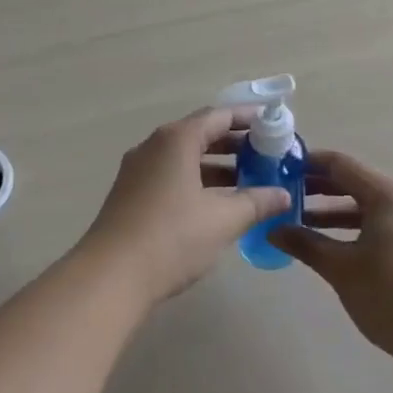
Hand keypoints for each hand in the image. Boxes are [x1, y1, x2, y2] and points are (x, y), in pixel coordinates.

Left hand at [77, 108, 292, 304]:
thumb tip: (282, 195)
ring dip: (216, 166)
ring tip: (249, 181)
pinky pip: (170, 176)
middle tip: (266, 155)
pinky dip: (196, 181)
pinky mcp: (131, 195)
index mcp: (176, 141)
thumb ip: (256, 202)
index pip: (218, 116)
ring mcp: (137, 171)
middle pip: (199, 134)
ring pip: (184, 158)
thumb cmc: (172, 238)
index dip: (248, 118)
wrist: (111, 276)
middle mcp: (153, 147)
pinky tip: (216, 204)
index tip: (273, 124)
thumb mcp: (223, 220)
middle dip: (234, 144)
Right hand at [270, 150, 392, 366]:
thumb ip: (305, 244)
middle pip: (354, 182)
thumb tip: (272, 231)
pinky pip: (381, 224)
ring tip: (299, 222)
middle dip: (317, 187)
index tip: (277, 169)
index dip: (307, 164)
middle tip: (283, 195)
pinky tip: (332, 247)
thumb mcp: (341, 269)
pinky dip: (354, 228)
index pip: (339, 164)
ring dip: (333, 211)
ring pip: (368, 206)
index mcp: (387, 195)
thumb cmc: (391, 294)